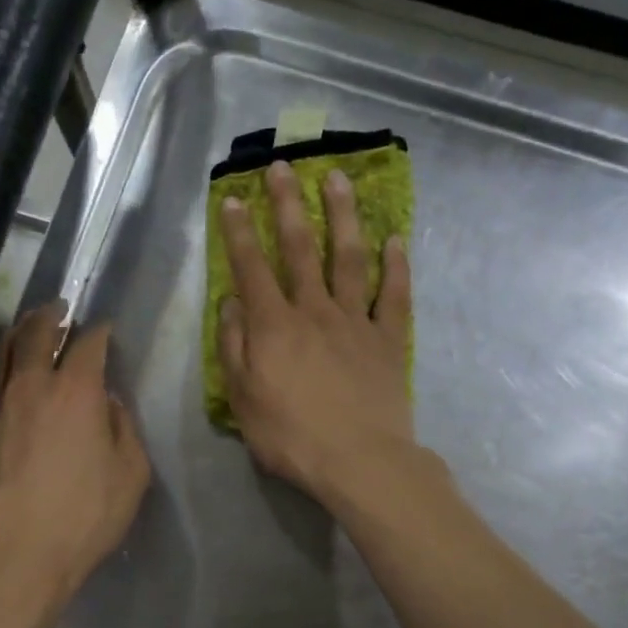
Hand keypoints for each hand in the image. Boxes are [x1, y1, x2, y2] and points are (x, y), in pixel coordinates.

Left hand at [0, 303, 150, 608]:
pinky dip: (4, 369)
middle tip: (59, 307)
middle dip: (50, 316)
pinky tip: (10, 378)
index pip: (88, 345)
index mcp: (76, 393)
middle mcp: (33, 388)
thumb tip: (109, 405)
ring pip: (5, 355)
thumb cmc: (84, 517)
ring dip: (20, 333)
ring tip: (29, 327)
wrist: (14, 554)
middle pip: (36, 334)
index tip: (105, 329)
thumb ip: (124, 430)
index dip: (99, 333)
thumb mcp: (130, 475)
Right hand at [218, 160, 414, 505]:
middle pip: (300, 249)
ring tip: (340, 179)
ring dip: (343, 216)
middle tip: (284, 166)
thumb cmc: (291, 436)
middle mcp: (315, 311)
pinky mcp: (388, 340)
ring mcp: (356, 322)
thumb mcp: (243, 399)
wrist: (358, 461)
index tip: (235, 198)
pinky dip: (396, 266)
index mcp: (274, 326)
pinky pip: (394, 296)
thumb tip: (230, 304)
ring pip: (349, 258)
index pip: (252, 268)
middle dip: (289, 205)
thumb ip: (234, 347)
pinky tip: (395, 240)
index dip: (241, 232)